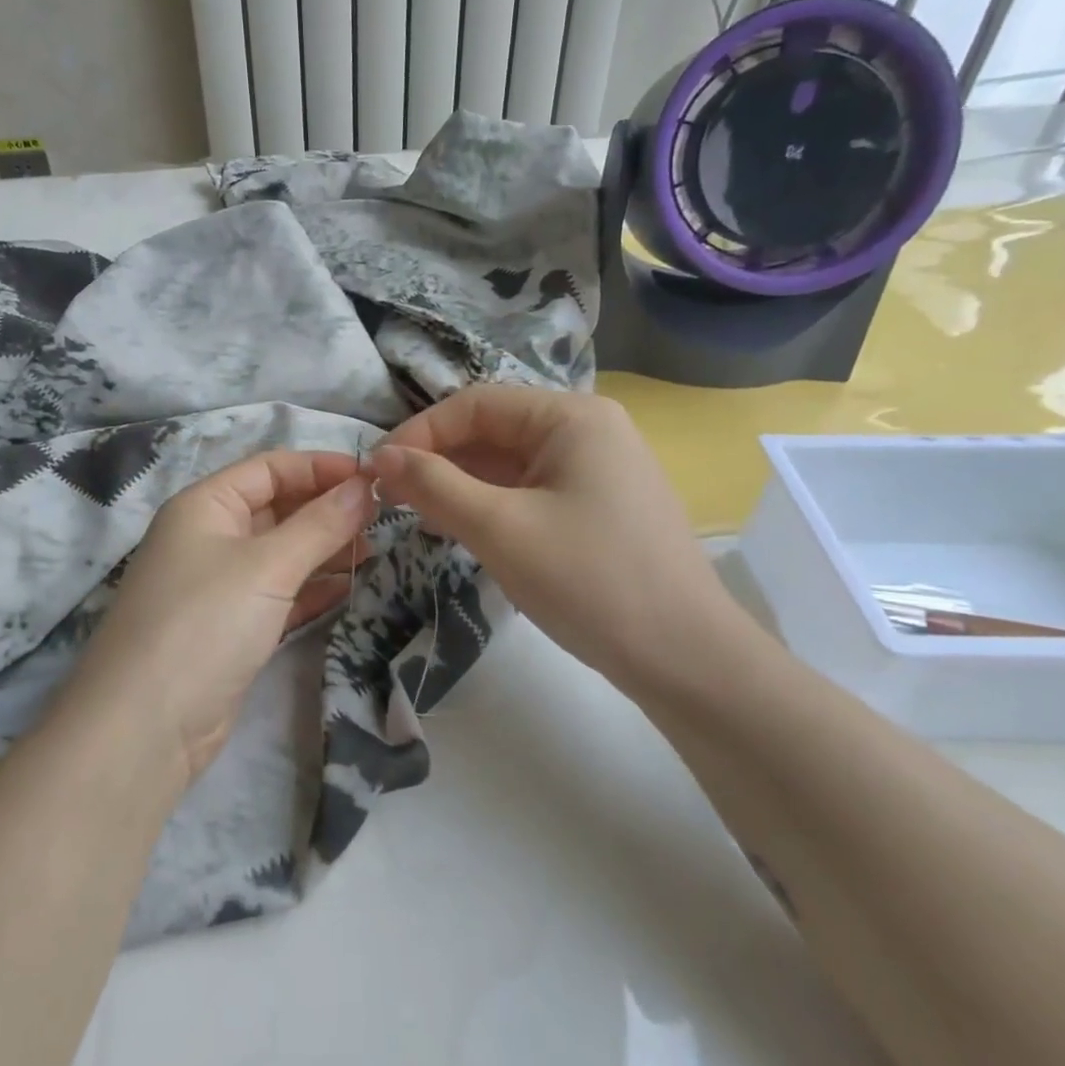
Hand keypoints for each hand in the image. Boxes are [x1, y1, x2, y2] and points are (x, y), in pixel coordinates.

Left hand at [65, 450, 374, 781]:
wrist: (146, 726)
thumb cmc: (205, 623)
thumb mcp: (267, 566)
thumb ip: (320, 524)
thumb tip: (367, 487)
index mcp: (205, 505)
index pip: (270, 468)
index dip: (321, 468)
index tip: (376, 478)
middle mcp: (209, 537)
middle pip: (277, 508)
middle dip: (328, 509)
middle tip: (385, 517)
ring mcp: (219, 585)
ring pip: (281, 553)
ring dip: (326, 549)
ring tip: (377, 550)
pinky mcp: (231, 627)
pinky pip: (280, 594)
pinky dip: (313, 589)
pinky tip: (351, 586)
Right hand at [368, 386, 754, 689]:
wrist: (687, 660)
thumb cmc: (590, 581)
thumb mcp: (500, 529)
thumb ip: (434, 485)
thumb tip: (380, 456)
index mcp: (571, 417)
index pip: (475, 404)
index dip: (419, 433)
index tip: (377, 472)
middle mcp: (588, 430)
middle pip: (493, 430)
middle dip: (438, 460)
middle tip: (390, 498)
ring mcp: (598, 470)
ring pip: (509, 463)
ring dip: (460, 484)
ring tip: (418, 515)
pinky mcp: (599, 506)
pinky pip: (530, 490)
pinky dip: (491, 504)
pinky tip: (462, 528)